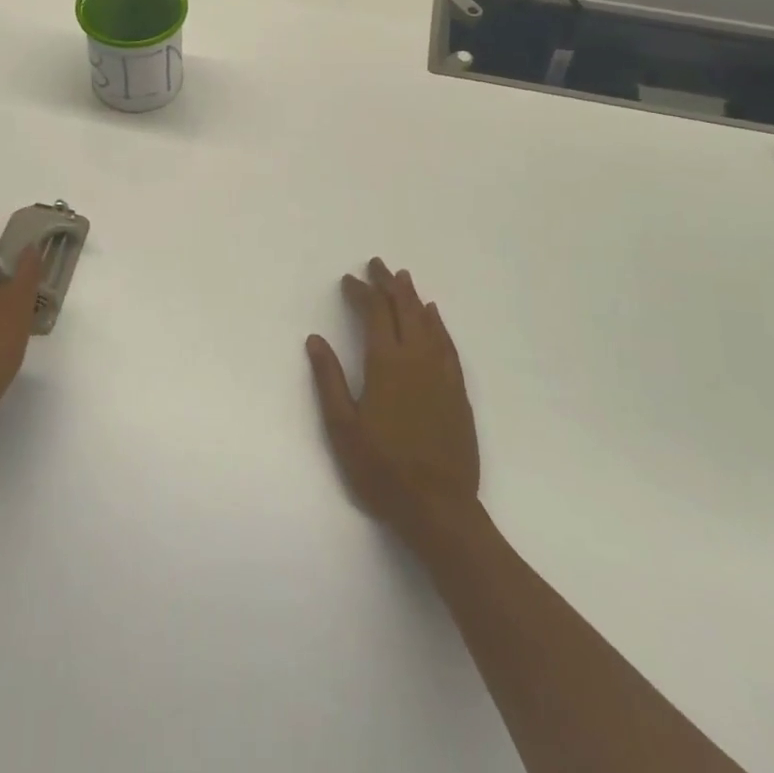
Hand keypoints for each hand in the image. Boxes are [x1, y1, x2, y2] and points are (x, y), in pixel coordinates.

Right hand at [306, 259, 480, 543]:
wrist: (438, 507)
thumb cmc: (381, 469)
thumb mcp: (342, 427)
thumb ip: (328, 379)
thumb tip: (315, 339)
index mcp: (386, 364)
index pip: (374, 312)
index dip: (361, 291)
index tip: (349, 280)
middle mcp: (417, 359)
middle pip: (404, 309)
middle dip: (389, 283)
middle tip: (377, 264)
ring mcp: (441, 374)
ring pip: (428, 323)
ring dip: (414, 298)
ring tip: (404, 279)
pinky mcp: (458, 391)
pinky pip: (448, 345)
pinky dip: (438, 324)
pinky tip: (434, 317)